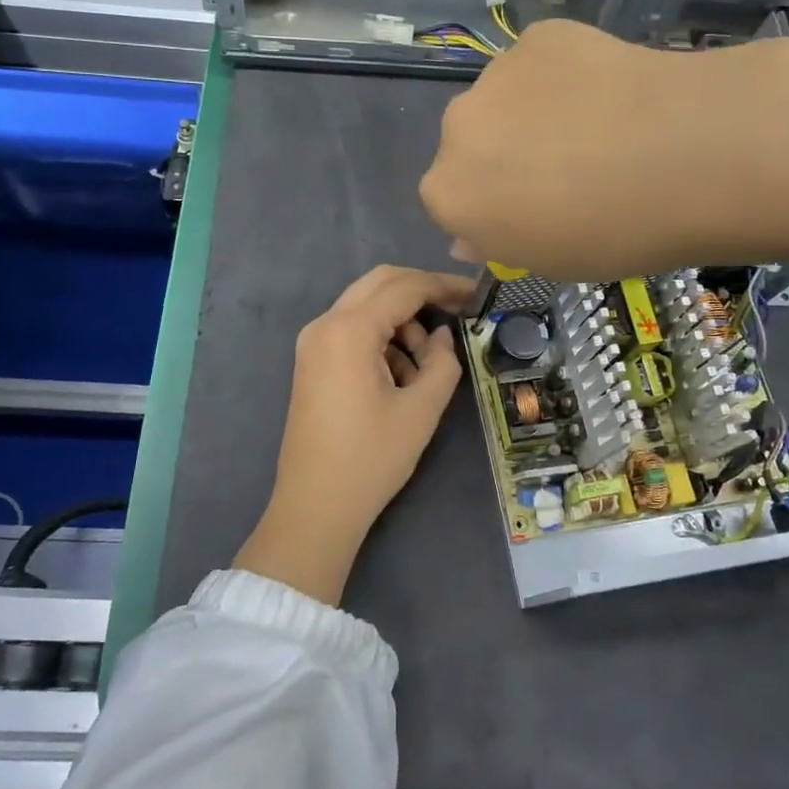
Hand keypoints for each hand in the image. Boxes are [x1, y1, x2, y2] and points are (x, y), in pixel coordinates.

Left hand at [234, 265, 474, 604]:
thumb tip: (441, 337)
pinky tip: (399, 376)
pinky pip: (352, 329)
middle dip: (421, 291)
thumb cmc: (371, 458)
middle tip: (457, 310)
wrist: (315, 506)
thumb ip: (442, 362)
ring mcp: (313, 342)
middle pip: (380, 283)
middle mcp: (325, 324)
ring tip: (426, 364)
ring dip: (401, 320)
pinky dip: (381, 338)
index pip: (404, 287)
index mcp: (349, 330)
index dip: (443, 285)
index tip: (476, 294)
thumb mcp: (421, 409)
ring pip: (366, 305)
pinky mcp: (312, 360)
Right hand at [418, 19, 711, 277]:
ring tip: (594, 126)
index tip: (530, 211)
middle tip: (561, 167)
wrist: (686, 156)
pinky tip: (608, 91)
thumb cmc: (612, 232)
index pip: (451, 199)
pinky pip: (540, 62)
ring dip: (529, 111)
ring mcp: (495, 74)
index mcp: (447, 194)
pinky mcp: (539, 36)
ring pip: (502, 98)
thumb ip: (497, 243)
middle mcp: (456, 129)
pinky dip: (563, 75)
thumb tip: (471, 235)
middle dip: (501, 154)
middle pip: (470, 143)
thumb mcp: (549, 262)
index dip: (491, 205)